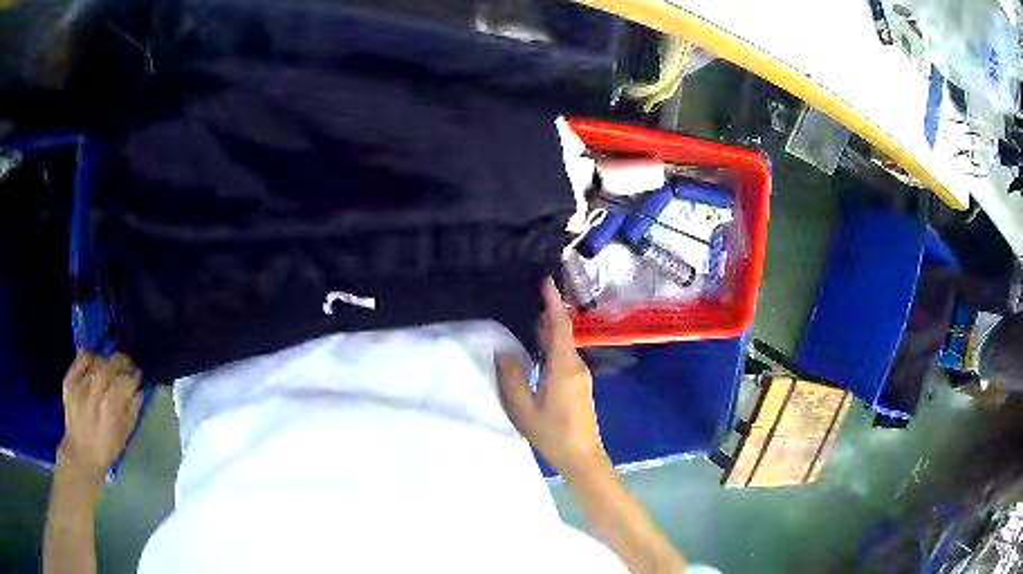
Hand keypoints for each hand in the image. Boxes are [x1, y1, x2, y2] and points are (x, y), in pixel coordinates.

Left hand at [58, 353, 142, 481]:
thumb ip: (131, 412)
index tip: (138, 376)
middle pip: (108, 368)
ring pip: (95, 362)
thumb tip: (139, 392)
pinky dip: (89, 358)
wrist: (81, 454)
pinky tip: (95, 363)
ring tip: (112, 367)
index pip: (123, 384)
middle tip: (128, 365)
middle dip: (121, 363)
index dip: (133, 377)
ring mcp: (78, 387)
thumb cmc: (106, 449)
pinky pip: (80, 361)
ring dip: (107, 362)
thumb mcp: (123, 437)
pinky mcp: (69, 382)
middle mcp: (92, 395)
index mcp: (109, 412)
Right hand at [496, 279, 607, 475]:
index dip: (553, 302)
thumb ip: (512, 378)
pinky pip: (565, 355)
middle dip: (549, 310)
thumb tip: (503, 350)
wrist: (582, 456)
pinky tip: (536, 346)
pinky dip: (552, 343)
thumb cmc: (552, 434)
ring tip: (528, 314)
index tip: (546, 280)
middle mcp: (576, 365)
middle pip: (563, 331)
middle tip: (529, 293)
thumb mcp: (523, 409)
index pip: (559, 326)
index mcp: (563, 367)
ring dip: (550, 327)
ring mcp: (581, 374)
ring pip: (565, 343)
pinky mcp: (580, 383)